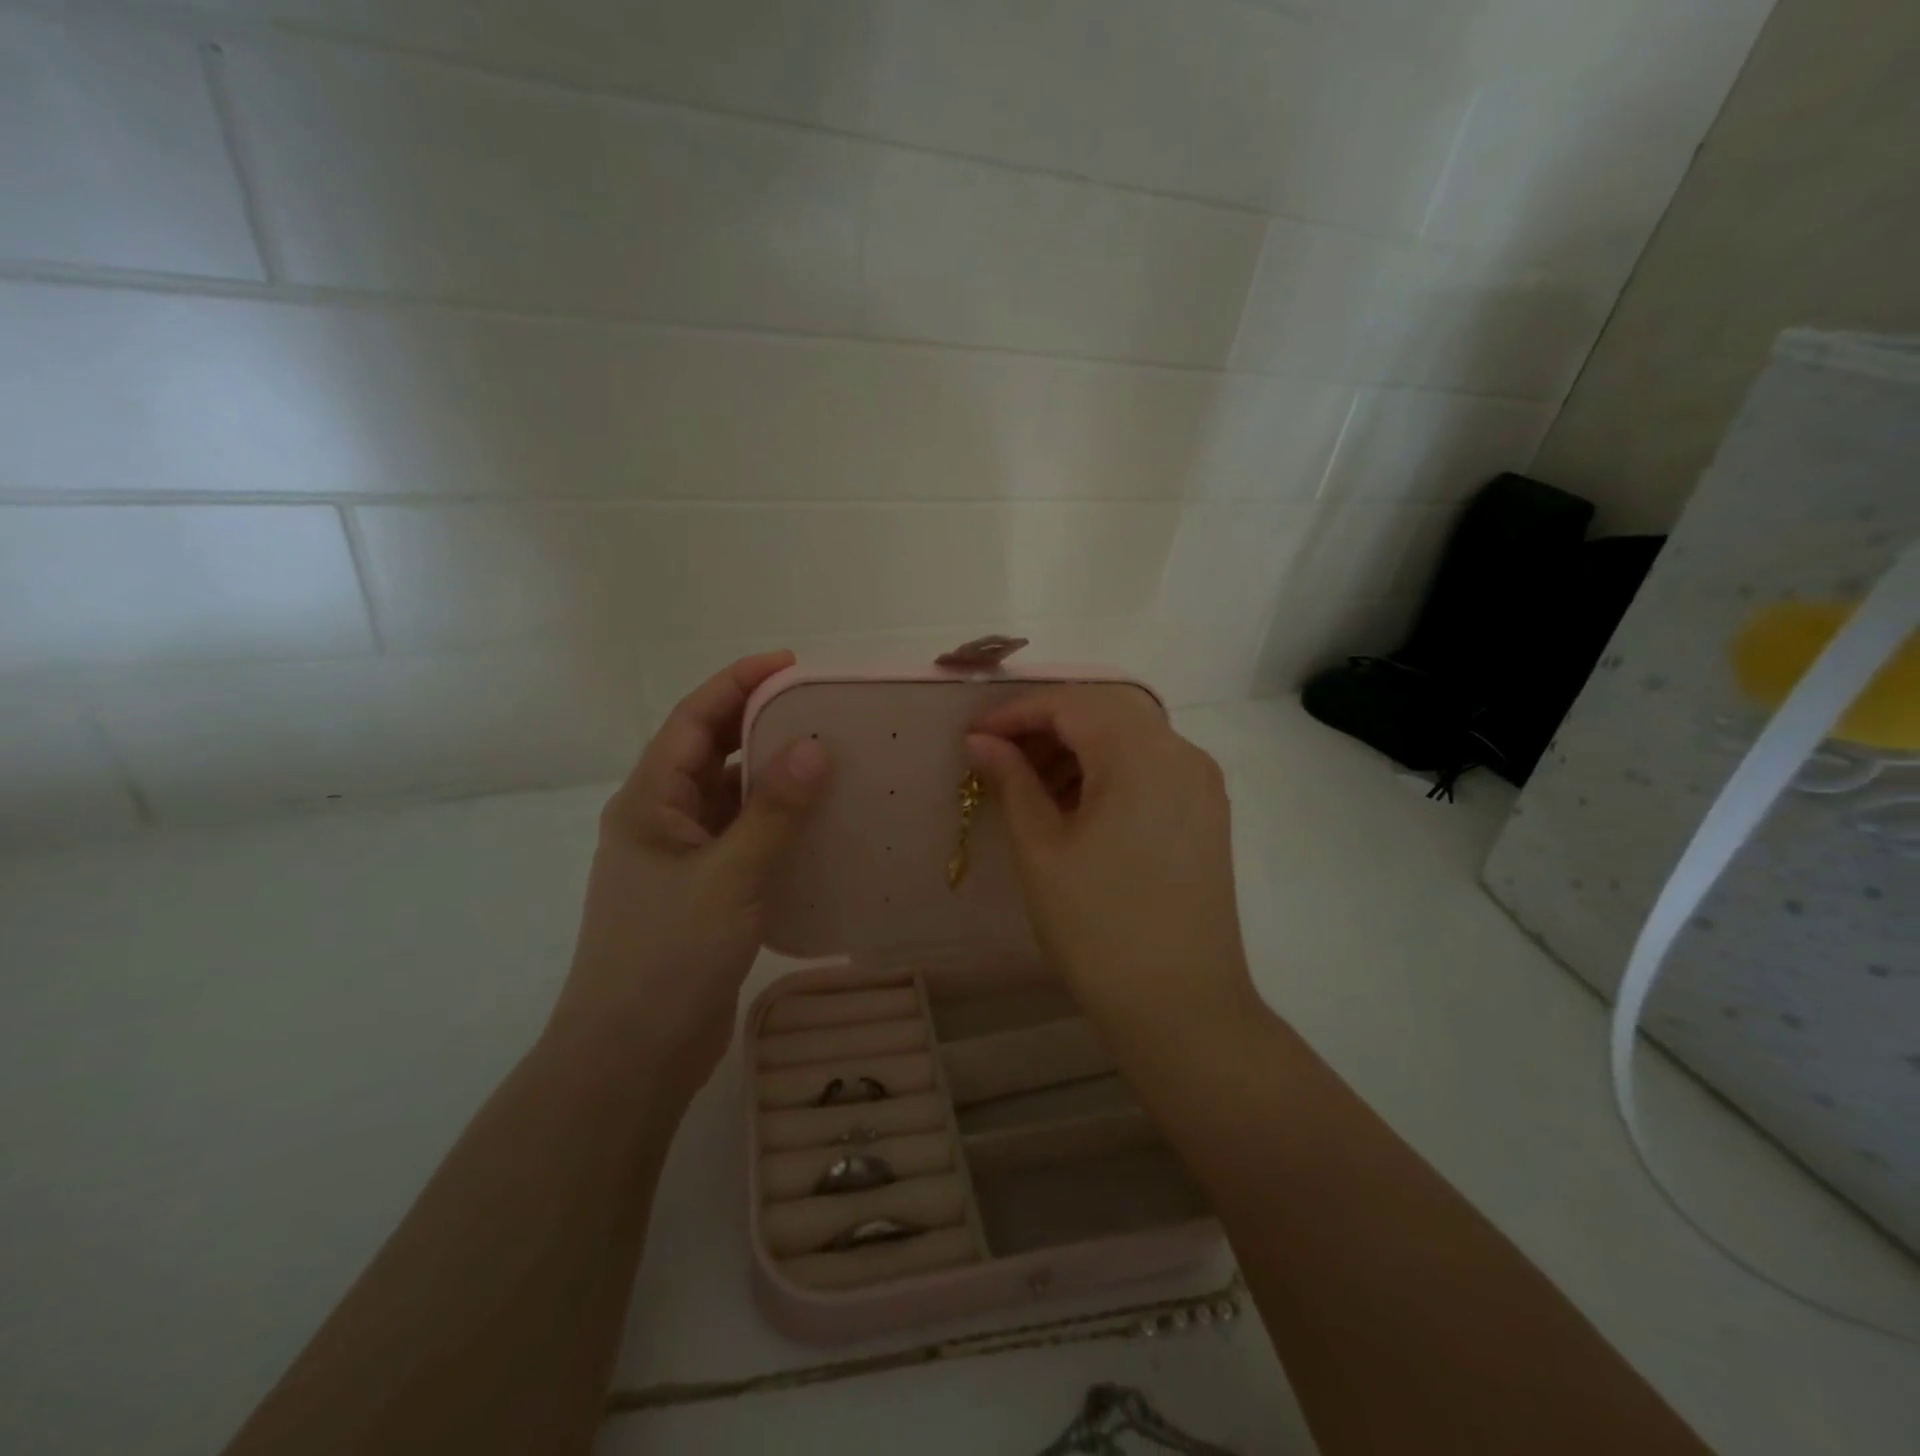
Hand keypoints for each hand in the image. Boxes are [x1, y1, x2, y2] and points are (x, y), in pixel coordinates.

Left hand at [550, 651, 829, 1094]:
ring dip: (771, 775)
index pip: (693, 721)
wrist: (632, 1056)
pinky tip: (818, 822)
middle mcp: (661, 820)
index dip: (737, 683)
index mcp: (648, 802)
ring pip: (730, 798)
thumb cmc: (668, 956)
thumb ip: (773, 811)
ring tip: (829, 757)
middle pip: (712, 753)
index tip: (791, 663)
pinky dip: (776, 822)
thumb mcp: (728, 877)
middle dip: (760, 724)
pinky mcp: (703, 892)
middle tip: (821, 709)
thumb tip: (815, 746)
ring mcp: (681, 859)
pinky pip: (743, 838)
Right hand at [965, 686, 1257, 1044]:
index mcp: (1141, 754)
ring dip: (1077, 747)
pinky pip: (1150, 767)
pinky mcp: (1206, 813)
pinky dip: (1108, 770)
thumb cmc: (1098, 928)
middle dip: (1046, 726)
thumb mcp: (1041, 849)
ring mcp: (1201, 784)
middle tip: (998, 757)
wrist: (1182, 1008)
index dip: (1015, 714)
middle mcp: (1181, 754)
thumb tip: (981, 742)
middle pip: (1104, 712)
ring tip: (1029, 783)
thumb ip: (1011, 781)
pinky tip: (1074, 802)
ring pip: (1130, 737)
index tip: (972, 737)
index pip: (1070, 705)